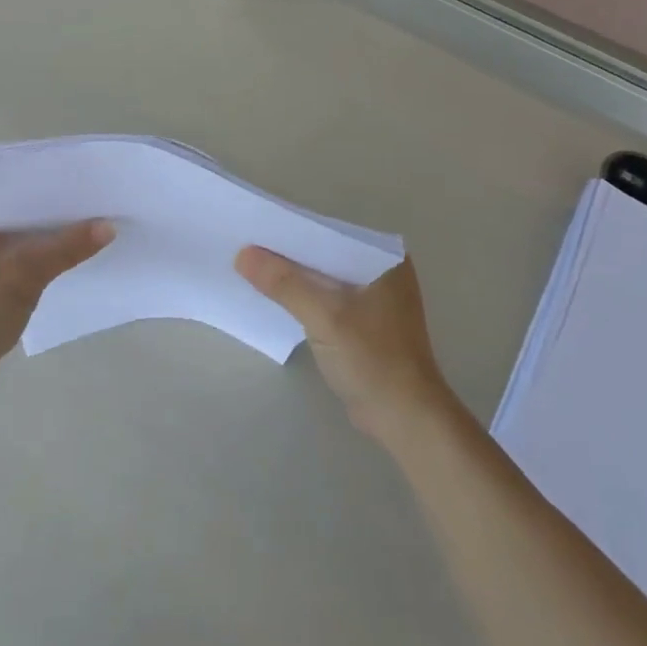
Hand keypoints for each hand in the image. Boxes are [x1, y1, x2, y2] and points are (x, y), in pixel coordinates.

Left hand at [0, 208, 112, 395]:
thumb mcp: (27, 271)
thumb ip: (67, 247)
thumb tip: (109, 226)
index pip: (15, 200)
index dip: (51, 199)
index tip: (86, 198)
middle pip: (19, 225)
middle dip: (53, 227)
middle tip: (95, 219)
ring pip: (18, 251)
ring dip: (46, 251)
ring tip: (87, 244)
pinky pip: (14, 273)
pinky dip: (35, 273)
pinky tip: (62, 274)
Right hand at [235, 249, 454, 444]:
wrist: (404, 418)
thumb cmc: (372, 359)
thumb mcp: (324, 316)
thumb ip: (284, 283)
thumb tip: (242, 254)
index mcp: (384, 258)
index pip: (329, 233)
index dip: (290, 230)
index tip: (253, 227)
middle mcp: (382, 270)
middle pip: (324, 254)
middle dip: (287, 253)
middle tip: (244, 246)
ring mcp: (374, 298)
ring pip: (323, 277)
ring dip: (292, 276)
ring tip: (250, 267)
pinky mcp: (364, 322)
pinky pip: (326, 298)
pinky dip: (302, 297)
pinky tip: (274, 297)